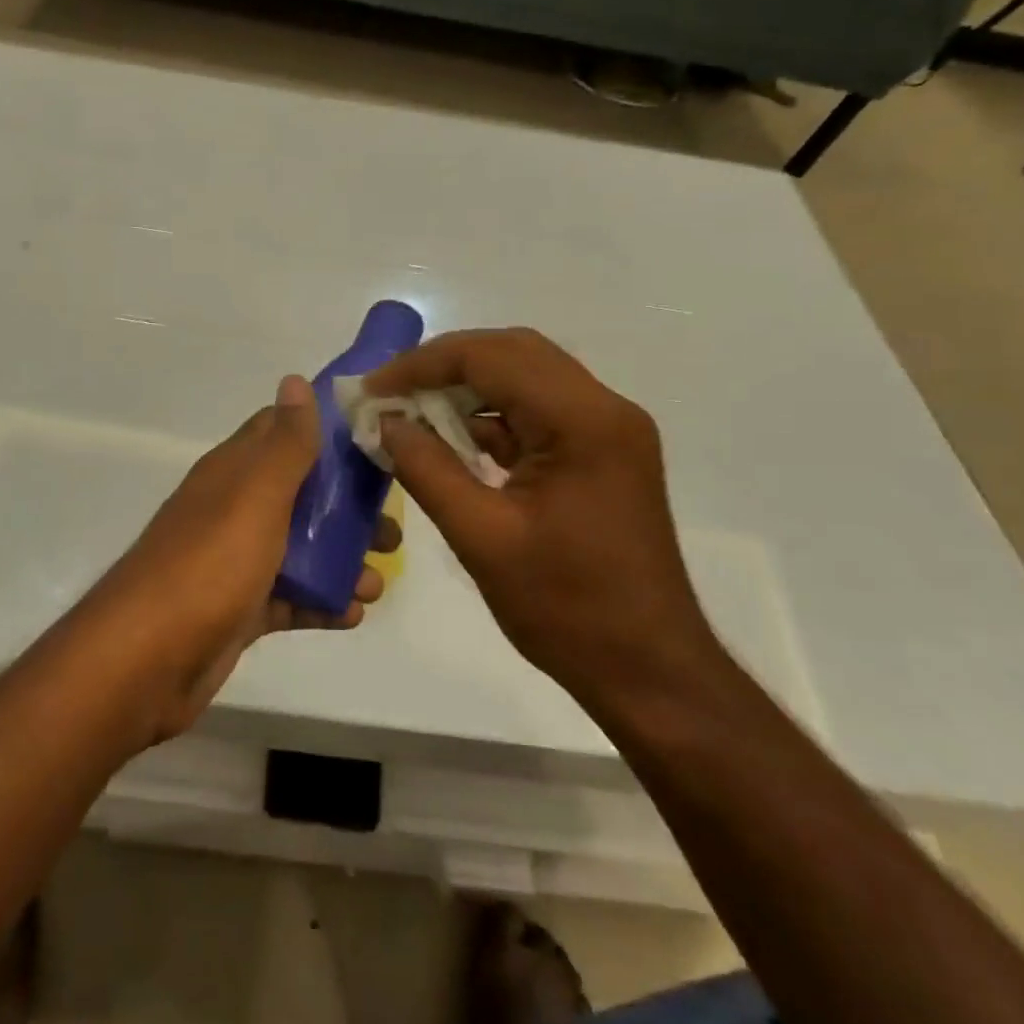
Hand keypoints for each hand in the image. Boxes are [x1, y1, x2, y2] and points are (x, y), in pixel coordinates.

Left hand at [87, 375, 392, 742]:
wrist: (146, 661)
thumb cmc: (209, 565)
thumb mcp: (255, 495)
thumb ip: (284, 443)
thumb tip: (294, 379)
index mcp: (234, 472)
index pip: (281, 432)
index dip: (327, 431)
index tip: (376, 441)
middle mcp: (233, 508)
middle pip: (300, 494)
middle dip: (347, 507)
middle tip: (392, 527)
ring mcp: (234, 561)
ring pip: (299, 549)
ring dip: (342, 559)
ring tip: (379, 580)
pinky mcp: (238, 609)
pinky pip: (289, 598)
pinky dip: (321, 602)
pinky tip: (353, 614)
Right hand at [365, 329, 716, 701]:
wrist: (649, 671)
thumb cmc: (567, 609)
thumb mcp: (481, 538)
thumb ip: (426, 469)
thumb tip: (386, 422)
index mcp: (583, 421)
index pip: (492, 357)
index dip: (423, 364)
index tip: (374, 388)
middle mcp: (604, 408)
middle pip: (513, 353)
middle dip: (445, 366)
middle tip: (392, 392)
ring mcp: (609, 429)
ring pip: (527, 377)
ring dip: (469, 388)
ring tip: (413, 412)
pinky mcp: (603, 453)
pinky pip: (540, 412)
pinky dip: (494, 417)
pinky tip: (453, 441)